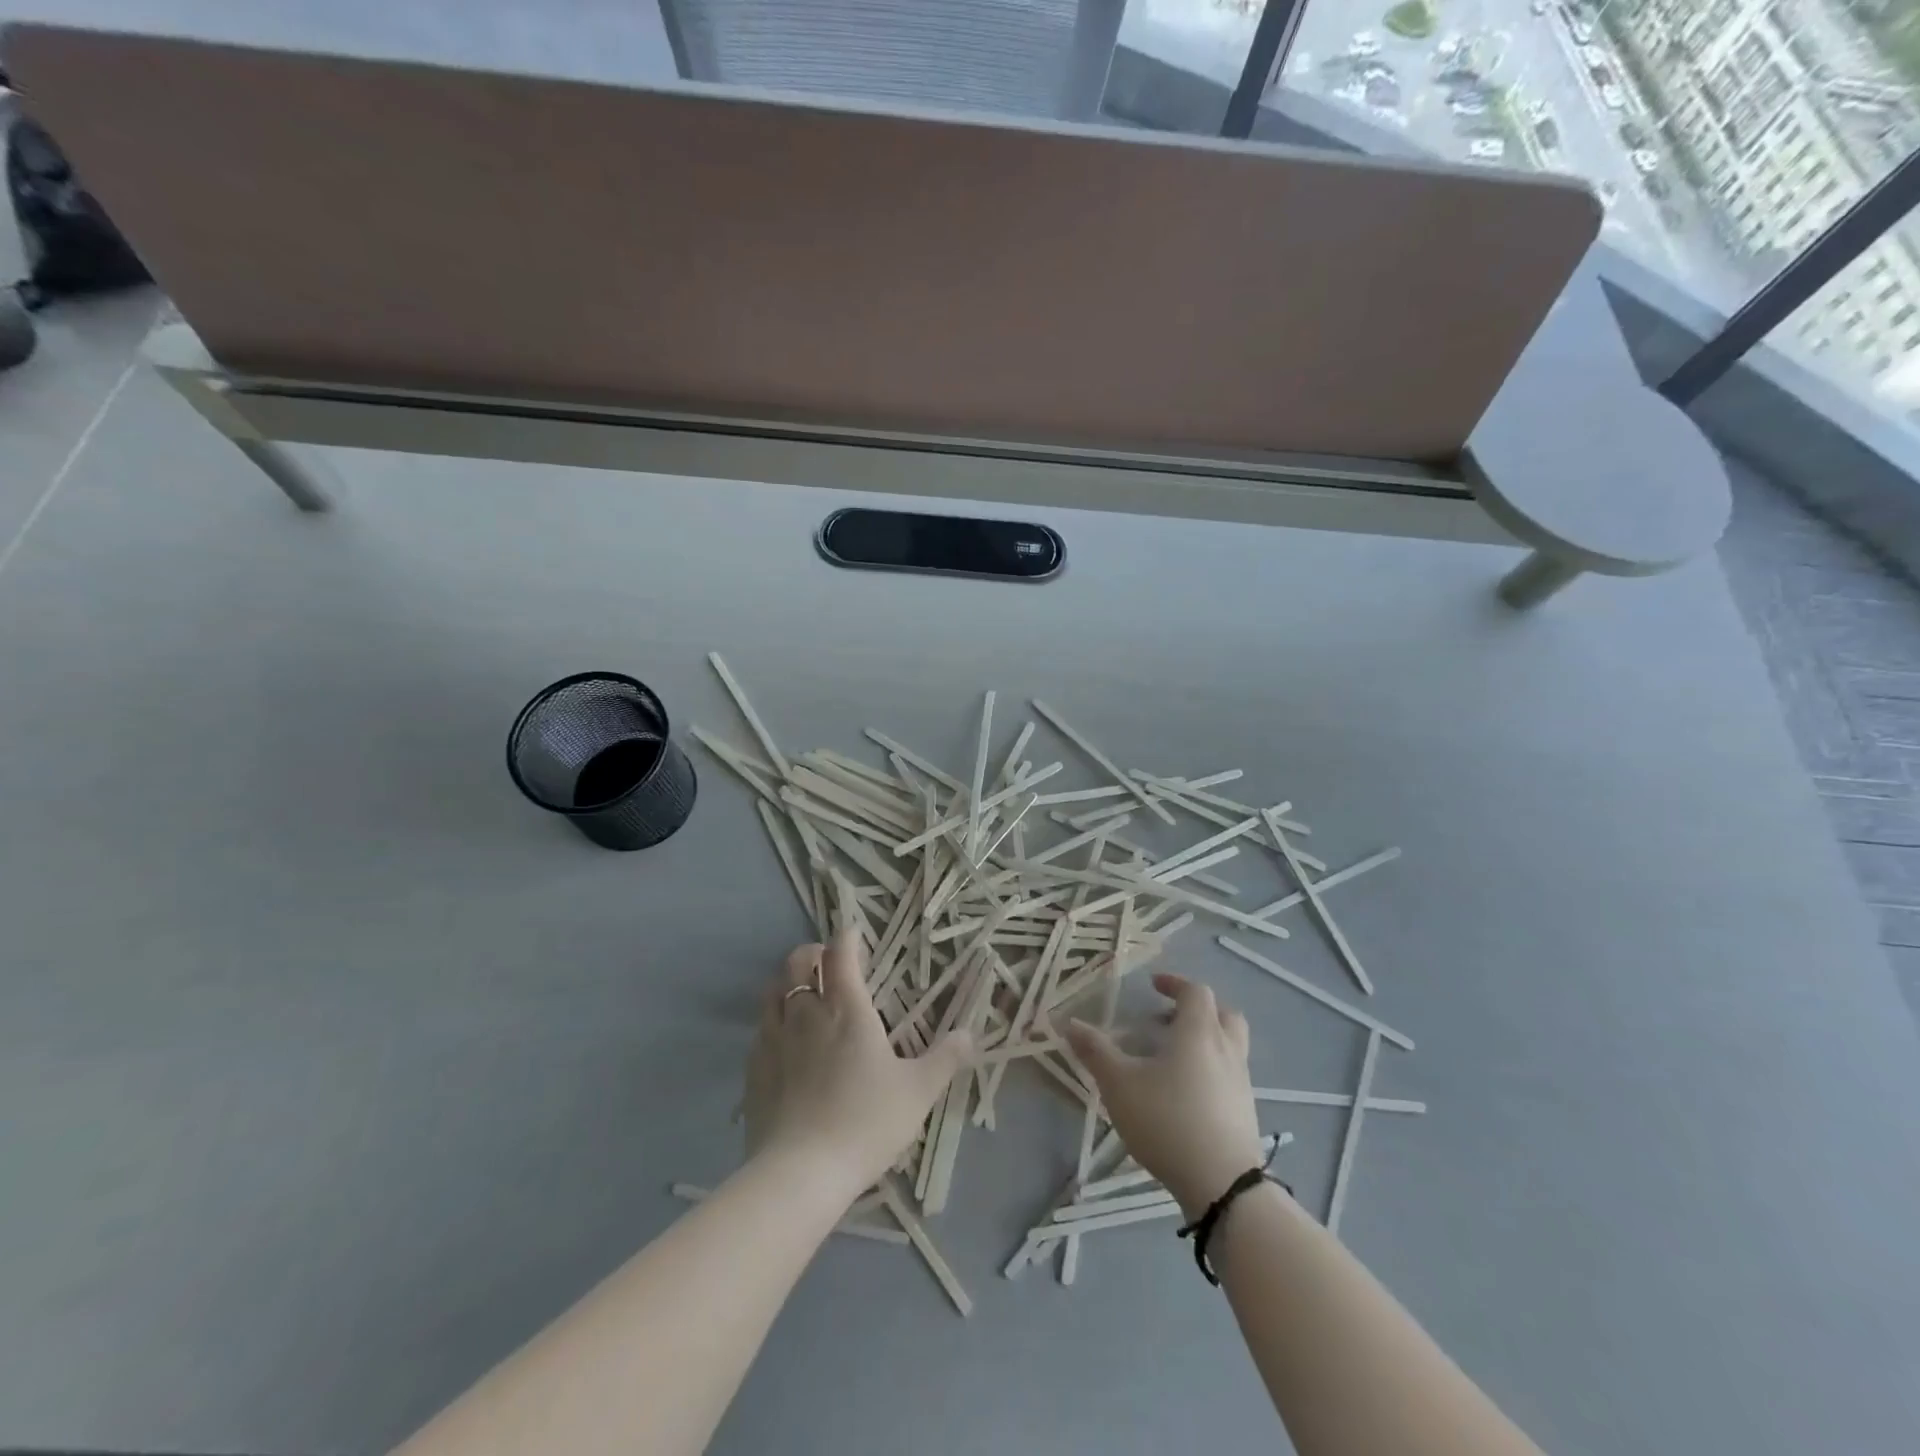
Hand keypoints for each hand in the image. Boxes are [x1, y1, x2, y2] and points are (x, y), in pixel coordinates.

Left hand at [743, 928, 973, 1201]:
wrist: (801, 1172)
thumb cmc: (866, 1122)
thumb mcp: (918, 1092)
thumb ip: (945, 1059)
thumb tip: (969, 1034)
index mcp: (847, 1009)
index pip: (840, 954)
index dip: (847, 938)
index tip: (854, 935)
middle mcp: (807, 1013)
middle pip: (798, 962)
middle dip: (812, 952)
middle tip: (826, 961)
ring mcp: (775, 1038)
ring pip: (773, 990)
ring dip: (787, 980)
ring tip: (801, 990)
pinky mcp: (754, 1068)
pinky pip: (760, 1028)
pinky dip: (772, 1019)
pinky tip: (782, 1038)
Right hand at [1065, 972, 1266, 1217]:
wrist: (1224, 1186)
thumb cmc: (1168, 1121)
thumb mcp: (1120, 1084)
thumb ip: (1095, 1051)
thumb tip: (1069, 1023)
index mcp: (1199, 1032)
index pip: (1195, 992)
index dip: (1175, 983)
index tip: (1153, 985)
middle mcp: (1226, 1050)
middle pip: (1223, 1014)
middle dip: (1197, 1010)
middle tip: (1167, 1018)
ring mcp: (1241, 1082)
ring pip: (1230, 1045)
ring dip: (1205, 1040)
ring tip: (1171, 1058)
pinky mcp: (1245, 1112)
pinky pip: (1230, 1074)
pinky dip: (1211, 1069)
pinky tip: (1185, 1093)